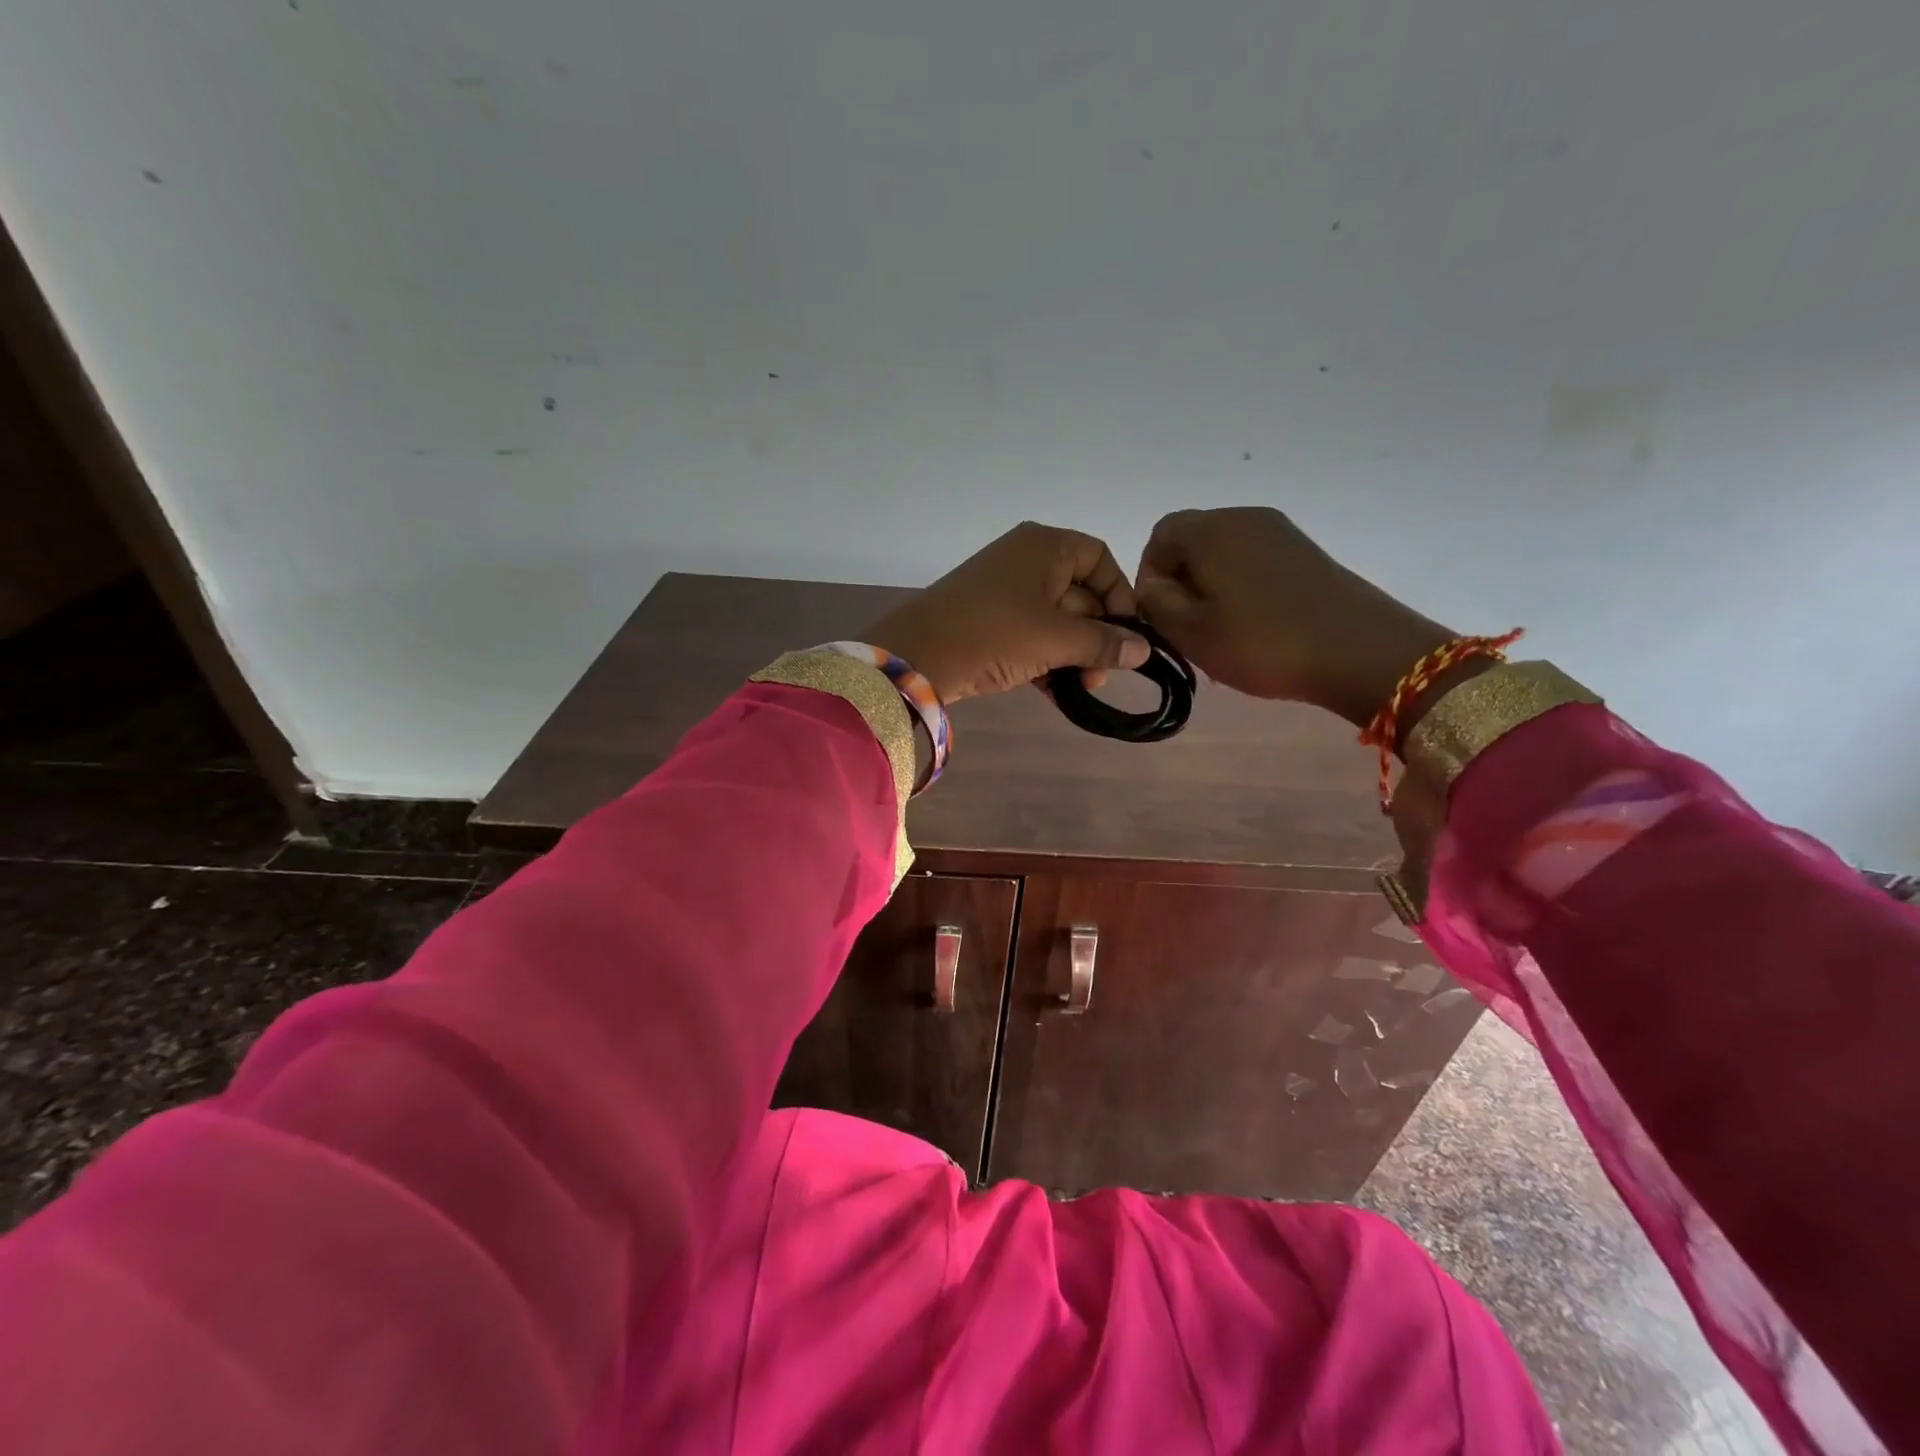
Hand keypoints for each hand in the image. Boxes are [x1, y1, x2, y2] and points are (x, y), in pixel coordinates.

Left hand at [865, 522, 1149, 702]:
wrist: (915, 656)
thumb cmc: (994, 633)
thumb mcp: (1056, 639)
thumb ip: (1103, 643)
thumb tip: (1144, 650)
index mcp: (1046, 545)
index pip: (1100, 561)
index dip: (1120, 599)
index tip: (1128, 638)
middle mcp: (1027, 559)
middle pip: (1080, 594)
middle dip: (1096, 638)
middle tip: (1100, 677)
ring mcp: (1004, 590)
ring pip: (1056, 620)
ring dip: (1073, 655)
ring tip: (1080, 690)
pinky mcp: (988, 620)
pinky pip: (1031, 635)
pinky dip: (1046, 660)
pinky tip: (1058, 694)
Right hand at [1136, 507, 1455, 728]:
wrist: (1361, 651)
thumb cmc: (1262, 643)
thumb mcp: (1191, 632)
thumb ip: (1156, 603)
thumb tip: (1154, 585)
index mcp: (1210, 530)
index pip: (1159, 536)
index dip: (1149, 576)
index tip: (1159, 616)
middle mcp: (1244, 518)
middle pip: (1193, 542)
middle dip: (1181, 583)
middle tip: (1188, 630)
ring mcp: (1280, 532)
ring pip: (1224, 554)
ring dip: (1211, 589)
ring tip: (1222, 633)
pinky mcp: (1306, 553)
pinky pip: (1255, 562)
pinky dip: (1241, 589)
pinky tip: (1255, 627)